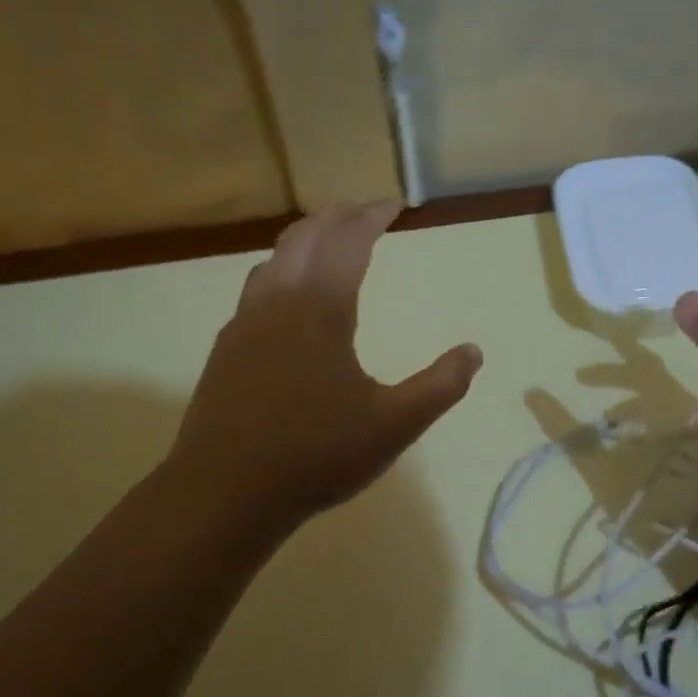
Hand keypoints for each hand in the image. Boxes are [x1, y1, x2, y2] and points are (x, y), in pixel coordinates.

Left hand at [163, 202, 481, 536]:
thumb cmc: (316, 455)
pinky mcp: (226, 349)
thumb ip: (440, 386)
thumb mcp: (394, 425)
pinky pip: (257, 288)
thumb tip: (473, 351)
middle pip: (306, 236)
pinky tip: (288, 298)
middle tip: (366, 211)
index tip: (396, 204)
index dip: (373, 216)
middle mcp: (278, 302)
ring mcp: (245, 324)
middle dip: (339, 216)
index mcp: (320, 309)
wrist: (224, 492)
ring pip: (274, 258)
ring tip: (329, 241)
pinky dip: (282, 270)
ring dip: (306, 238)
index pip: (349, 242)